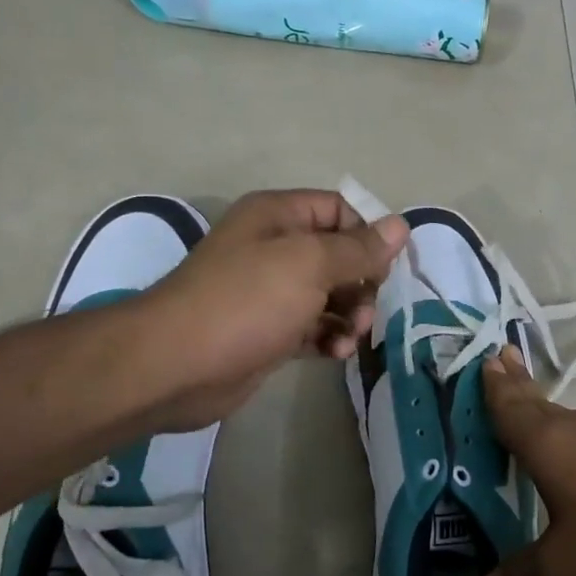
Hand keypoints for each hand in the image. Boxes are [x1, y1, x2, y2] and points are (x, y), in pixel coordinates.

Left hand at [133, 190, 408, 431]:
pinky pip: (313, 326)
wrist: (175, 366)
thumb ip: (359, 248)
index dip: (368, 234)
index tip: (388, 266)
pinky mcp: (268, 331)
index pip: (339, 209)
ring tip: (350, 337)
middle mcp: (274, 247)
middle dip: (362, 282)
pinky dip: (329, 337)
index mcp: (278, 216)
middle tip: (367, 311)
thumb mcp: (309, 264)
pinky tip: (335, 354)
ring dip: (350, 315)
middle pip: (339, 255)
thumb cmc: (245, 302)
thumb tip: (400, 226)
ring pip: (330, 294)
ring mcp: (270, 291)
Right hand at [470, 346, 575, 575]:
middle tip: (501, 359)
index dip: (494, 386)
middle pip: (540, 402)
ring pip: (572, 420)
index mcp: (550, 444)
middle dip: (518, 384)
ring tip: (534, 414)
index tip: (485, 357)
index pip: (510, 406)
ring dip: (549, 413)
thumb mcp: (566, 573)